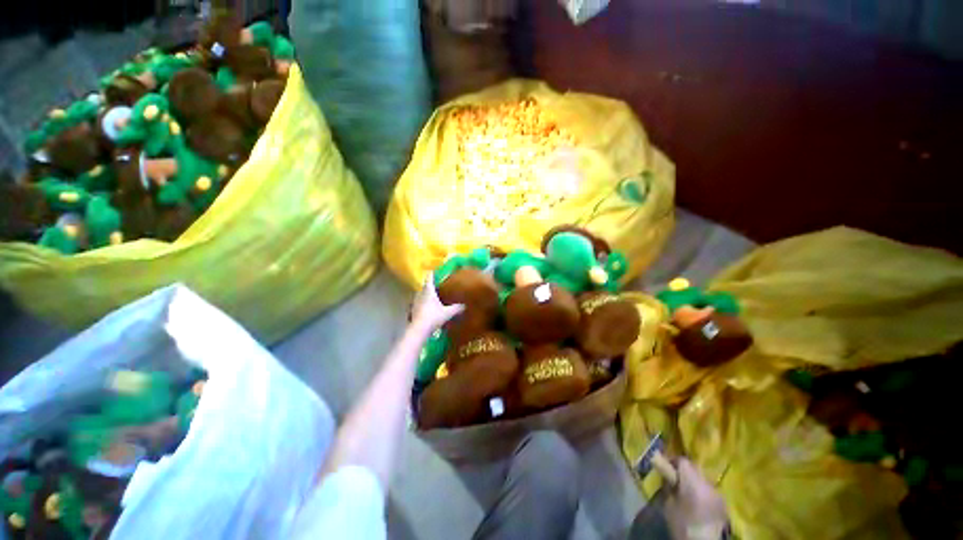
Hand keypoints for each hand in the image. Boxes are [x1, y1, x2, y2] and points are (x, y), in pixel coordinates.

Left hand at [410, 272, 463, 334]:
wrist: (418, 330)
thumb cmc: (433, 317)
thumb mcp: (447, 313)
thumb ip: (456, 308)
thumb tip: (465, 305)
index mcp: (428, 291)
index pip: (429, 279)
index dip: (431, 274)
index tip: (433, 270)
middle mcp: (420, 294)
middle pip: (424, 287)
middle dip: (429, 286)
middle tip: (436, 286)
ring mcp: (415, 303)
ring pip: (420, 295)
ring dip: (425, 295)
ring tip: (432, 297)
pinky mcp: (412, 311)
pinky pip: (418, 304)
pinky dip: (423, 304)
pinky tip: (427, 309)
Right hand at [664, 459, 727, 539]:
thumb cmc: (682, 524)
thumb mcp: (669, 504)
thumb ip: (668, 486)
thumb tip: (667, 476)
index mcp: (693, 481)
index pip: (683, 461)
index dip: (673, 461)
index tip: (665, 467)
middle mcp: (708, 483)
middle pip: (695, 468)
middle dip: (684, 472)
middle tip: (675, 479)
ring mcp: (718, 493)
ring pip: (703, 479)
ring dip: (694, 482)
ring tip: (687, 492)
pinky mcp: (724, 504)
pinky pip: (710, 490)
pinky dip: (703, 492)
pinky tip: (697, 502)